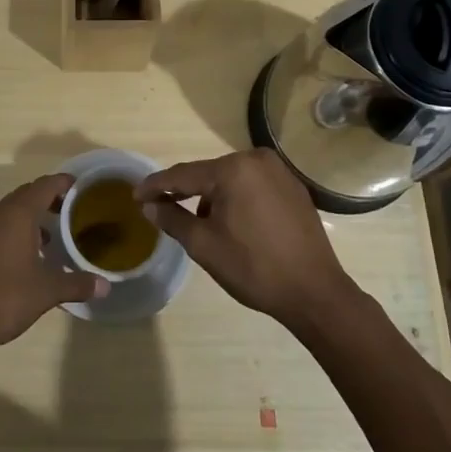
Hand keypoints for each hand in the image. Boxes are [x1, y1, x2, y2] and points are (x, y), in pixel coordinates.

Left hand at [0, 174, 107, 355]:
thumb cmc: (4, 298)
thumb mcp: (47, 292)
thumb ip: (77, 284)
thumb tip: (106, 286)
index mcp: (18, 214)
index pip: (45, 185)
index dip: (64, 183)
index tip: (82, 189)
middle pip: (27, 194)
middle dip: (49, 198)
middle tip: (70, 211)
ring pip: (9, 211)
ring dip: (30, 216)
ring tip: (50, 236)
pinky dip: (13, 231)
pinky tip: (24, 256)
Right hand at [136, 149, 358, 330]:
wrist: (315, 292)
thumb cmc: (254, 268)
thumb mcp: (204, 245)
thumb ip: (173, 219)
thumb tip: (149, 205)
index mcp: (234, 169)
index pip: (183, 174)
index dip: (156, 186)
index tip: (135, 196)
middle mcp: (257, 159)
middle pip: (209, 174)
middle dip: (186, 192)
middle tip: (164, 209)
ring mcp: (280, 172)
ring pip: (232, 179)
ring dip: (213, 197)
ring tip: (202, 225)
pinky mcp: (294, 187)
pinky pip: (254, 186)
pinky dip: (238, 199)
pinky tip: (234, 223)